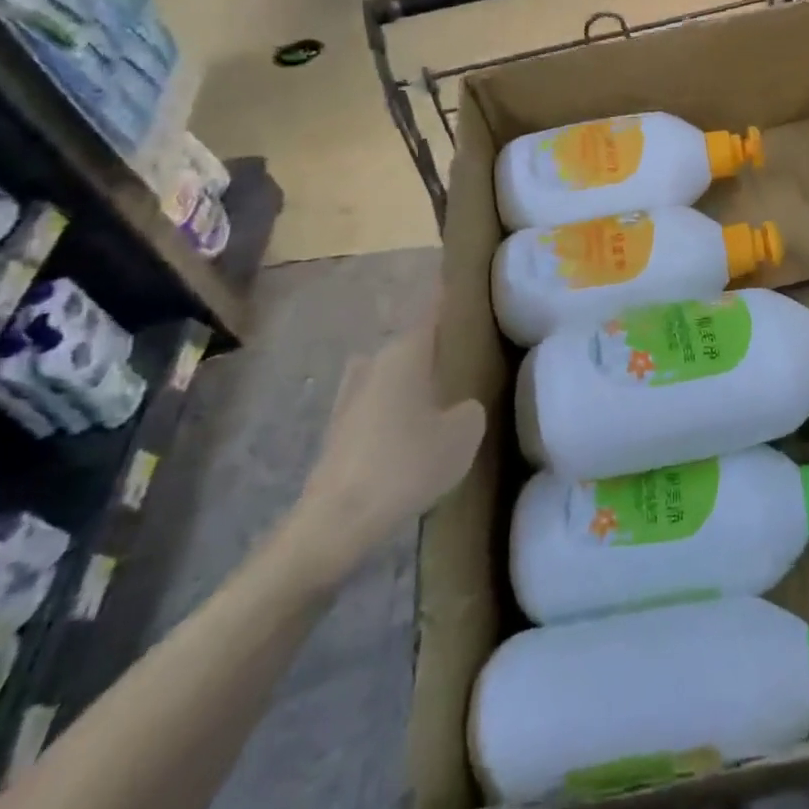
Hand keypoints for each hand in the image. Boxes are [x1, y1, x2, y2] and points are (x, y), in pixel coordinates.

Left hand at [289, 297, 484, 582]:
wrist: (337, 521)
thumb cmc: (407, 463)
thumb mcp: (465, 432)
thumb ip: (471, 407)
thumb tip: (460, 405)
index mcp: (405, 352)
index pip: (434, 309)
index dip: (452, 297)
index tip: (471, 287)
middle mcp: (374, 362)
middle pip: (414, 343)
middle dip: (438, 347)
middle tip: (470, 357)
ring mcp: (351, 395)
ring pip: (394, 373)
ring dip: (416, 380)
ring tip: (446, 397)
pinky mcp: (340, 428)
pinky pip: (380, 403)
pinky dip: (398, 408)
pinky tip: (416, 431)